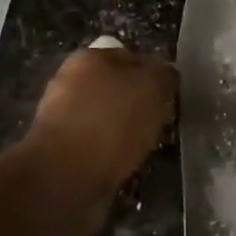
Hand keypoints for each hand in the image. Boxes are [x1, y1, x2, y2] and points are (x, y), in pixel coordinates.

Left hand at [24, 43, 176, 219]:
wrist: (66, 178)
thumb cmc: (112, 122)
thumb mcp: (152, 87)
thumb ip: (163, 75)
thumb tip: (165, 75)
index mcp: (89, 58)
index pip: (133, 57)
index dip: (157, 76)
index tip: (172, 98)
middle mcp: (71, 82)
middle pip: (120, 89)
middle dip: (142, 105)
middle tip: (163, 124)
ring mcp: (64, 118)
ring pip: (110, 119)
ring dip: (129, 132)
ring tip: (149, 148)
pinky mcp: (63, 151)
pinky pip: (100, 147)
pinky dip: (115, 155)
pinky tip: (128, 165)